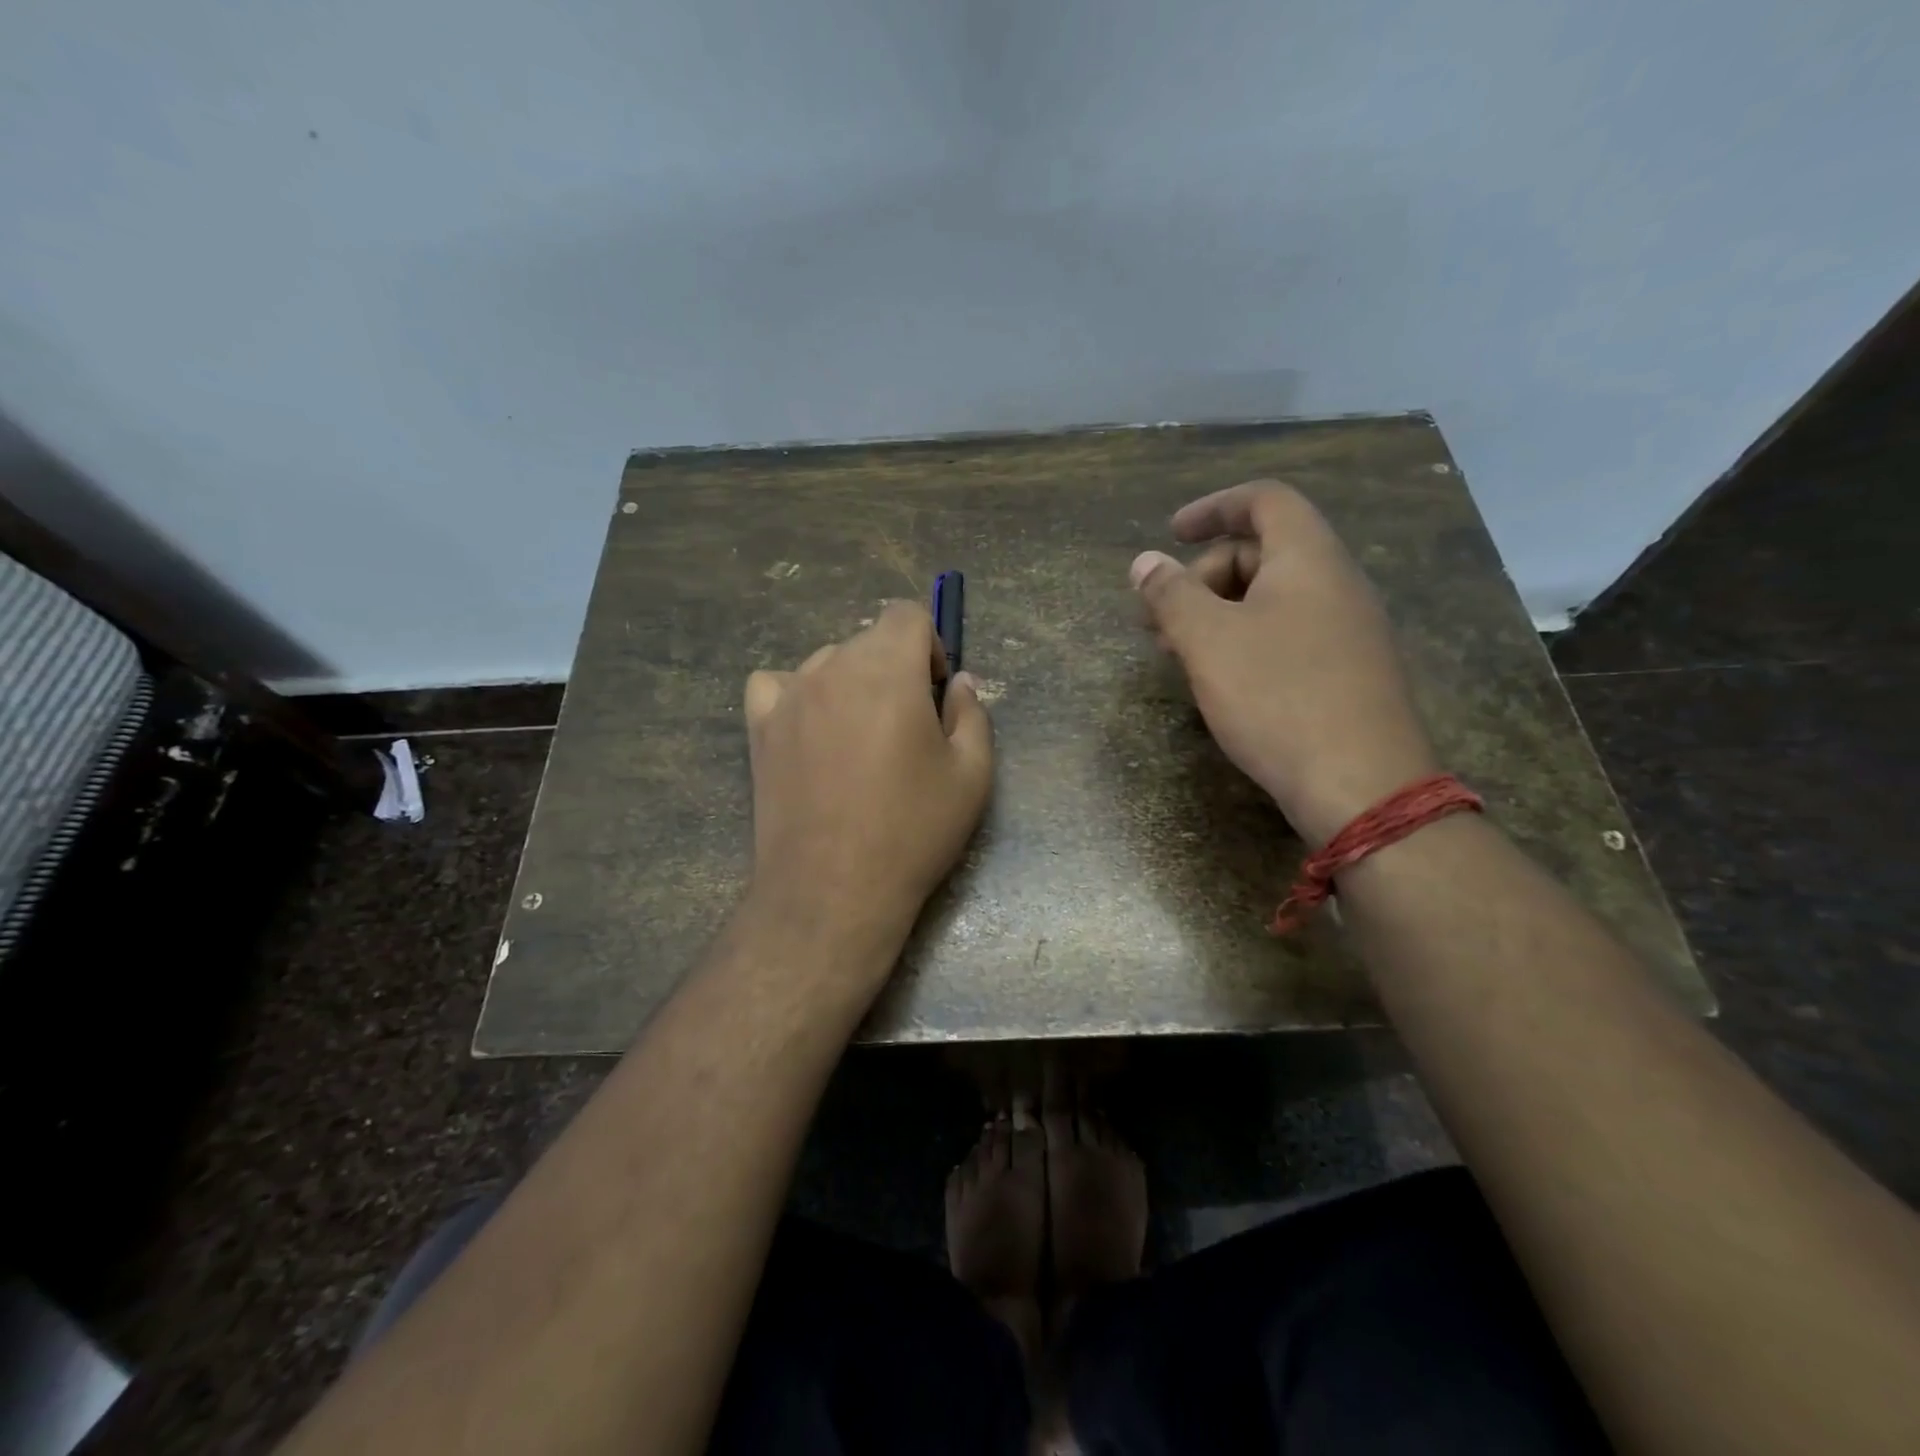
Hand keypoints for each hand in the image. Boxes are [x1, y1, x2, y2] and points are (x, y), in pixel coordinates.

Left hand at [744, 601, 993, 953]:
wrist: (833, 888)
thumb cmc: (912, 830)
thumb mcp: (972, 774)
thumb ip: (972, 713)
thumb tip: (958, 682)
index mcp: (888, 669)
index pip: (906, 614)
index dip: (929, 645)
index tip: (934, 692)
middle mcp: (832, 668)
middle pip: (868, 640)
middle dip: (894, 669)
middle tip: (905, 727)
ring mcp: (789, 696)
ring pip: (826, 663)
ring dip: (850, 683)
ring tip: (858, 739)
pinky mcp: (759, 727)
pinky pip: (776, 685)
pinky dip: (797, 695)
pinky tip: (810, 730)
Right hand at [1131, 480, 1438, 845]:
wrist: (1362, 786)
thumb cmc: (1278, 697)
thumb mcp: (1209, 641)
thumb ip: (1171, 594)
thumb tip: (1144, 562)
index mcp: (1309, 558)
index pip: (1264, 500)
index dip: (1213, 507)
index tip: (1170, 533)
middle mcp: (1336, 583)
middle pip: (1262, 551)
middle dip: (1201, 576)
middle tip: (1158, 619)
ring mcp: (1348, 629)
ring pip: (1272, 598)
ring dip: (1217, 613)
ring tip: (1176, 653)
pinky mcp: (1348, 671)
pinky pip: (1288, 633)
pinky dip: (1245, 640)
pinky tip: (1219, 679)